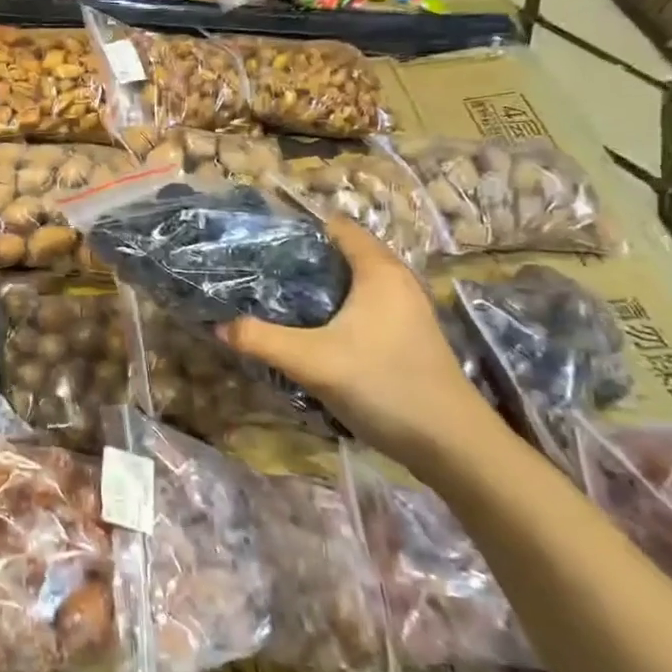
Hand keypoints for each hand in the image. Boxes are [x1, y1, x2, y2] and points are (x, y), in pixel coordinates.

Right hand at [219, 218, 505, 474]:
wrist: (452, 444)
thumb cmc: (384, 385)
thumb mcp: (312, 361)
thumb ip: (261, 340)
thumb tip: (219, 326)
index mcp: (378, 270)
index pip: (335, 227)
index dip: (296, 229)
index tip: (257, 241)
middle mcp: (395, 281)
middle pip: (340, 254)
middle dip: (300, 261)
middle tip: (256, 274)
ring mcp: (404, 311)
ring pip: (351, 285)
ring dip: (316, 290)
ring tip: (273, 301)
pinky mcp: (405, 337)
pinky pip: (361, 309)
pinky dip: (333, 311)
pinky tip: (308, 333)